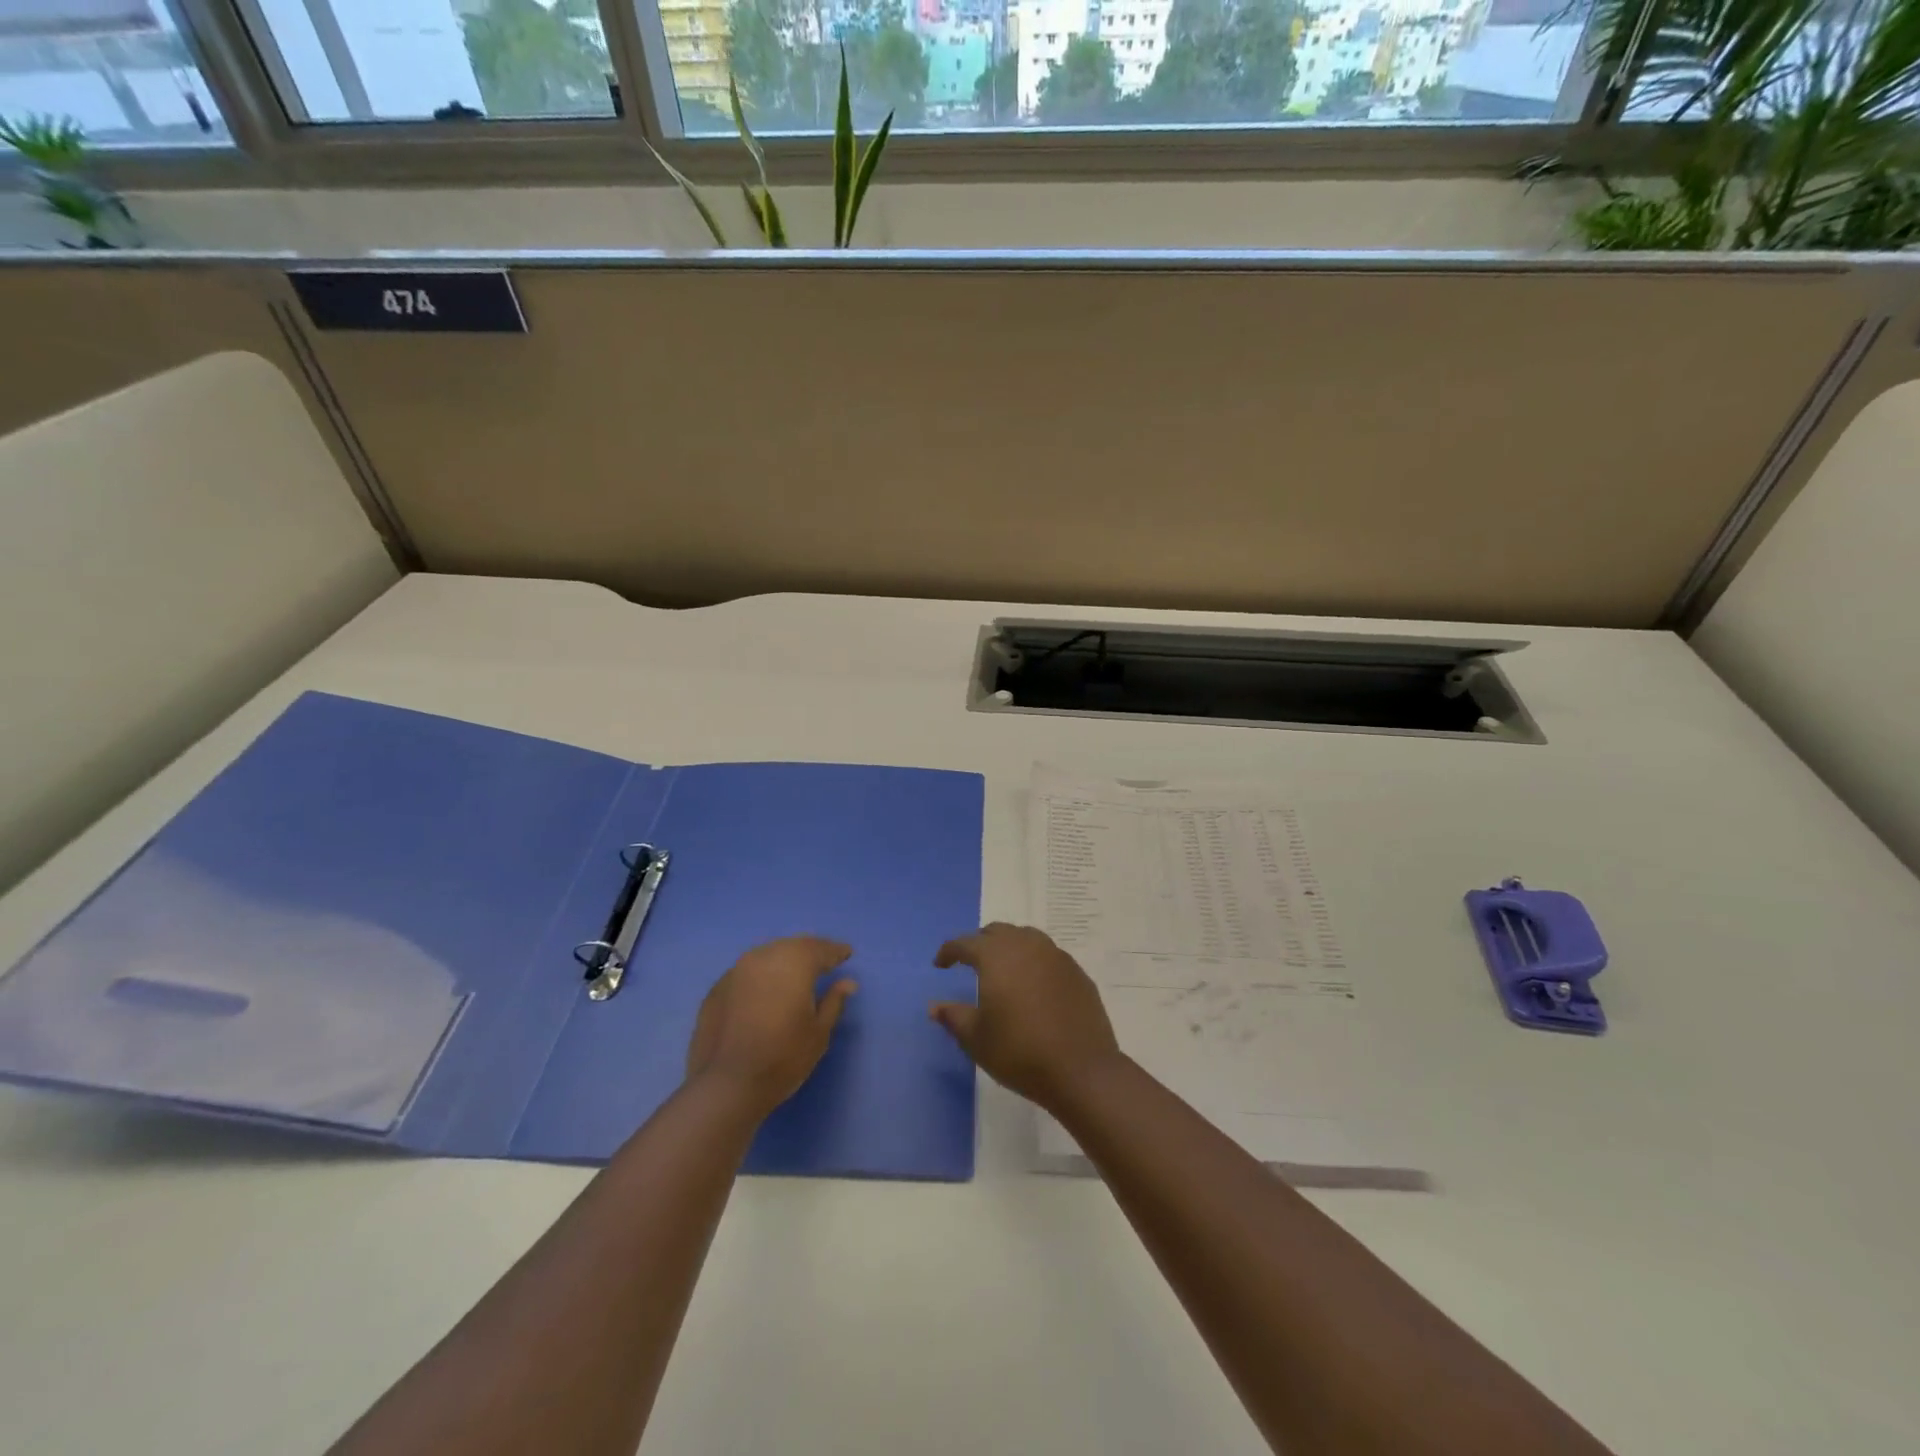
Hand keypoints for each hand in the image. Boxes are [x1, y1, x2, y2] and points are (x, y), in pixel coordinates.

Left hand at [686, 936, 856, 1117]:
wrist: (726, 1086)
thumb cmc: (783, 1058)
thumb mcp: (819, 1033)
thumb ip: (834, 1001)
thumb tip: (847, 982)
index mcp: (794, 962)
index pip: (821, 949)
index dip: (836, 951)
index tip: (846, 954)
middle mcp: (764, 957)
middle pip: (792, 946)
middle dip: (810, 951)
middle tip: (823, 961)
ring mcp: (736, 971)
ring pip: (767, 955)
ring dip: (783, 960)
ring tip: (794, 974)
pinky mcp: (716, 989)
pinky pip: (746, 973)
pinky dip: (760, 976)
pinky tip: (763, 992)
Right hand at [930, 924, 1121, 1110]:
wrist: (1081, 1069)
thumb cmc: (1019, 1052)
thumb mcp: (976, 1039)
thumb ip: (953, 1017)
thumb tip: (934, 1006)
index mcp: (996, 956)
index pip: (966, 943)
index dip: (949, 951)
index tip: (940, 964)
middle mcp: (1026, 945)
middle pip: (997, 932)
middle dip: (979, 943)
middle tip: (970, 962)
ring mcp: (1056, 956)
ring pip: (1026, 938)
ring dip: (1009, 947)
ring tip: (1002, 969)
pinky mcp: (1077, 972)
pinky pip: (1048, 955)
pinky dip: (1034, 962)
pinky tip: (1033, 985)